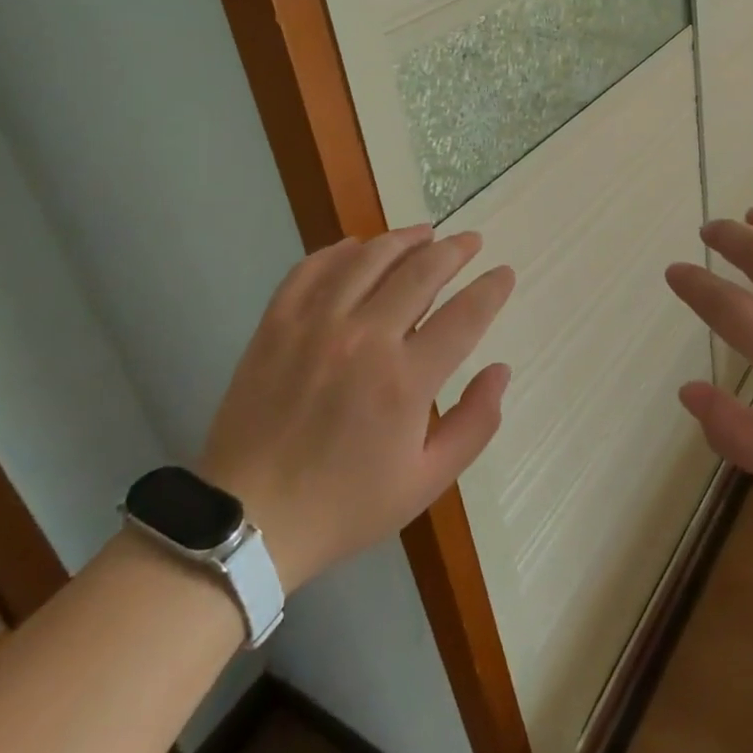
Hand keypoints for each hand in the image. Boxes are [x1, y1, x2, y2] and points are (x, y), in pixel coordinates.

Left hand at [199, 225, 514, 588]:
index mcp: (406, 381)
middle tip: (472, 241)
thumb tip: (501, 370)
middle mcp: (365, 339)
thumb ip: (475, 423)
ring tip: (425, 233)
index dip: (491, 288)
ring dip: (404, 239)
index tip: (504, 273)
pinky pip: (312, 269)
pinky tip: (357, 247)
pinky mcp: (276, 324)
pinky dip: (340, 251)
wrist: (247, 519)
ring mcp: (315, 325)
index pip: (465, 315)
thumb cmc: (345, 504)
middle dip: (455, 250)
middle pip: (421, 272)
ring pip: (369, 259)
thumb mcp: (427, 481)